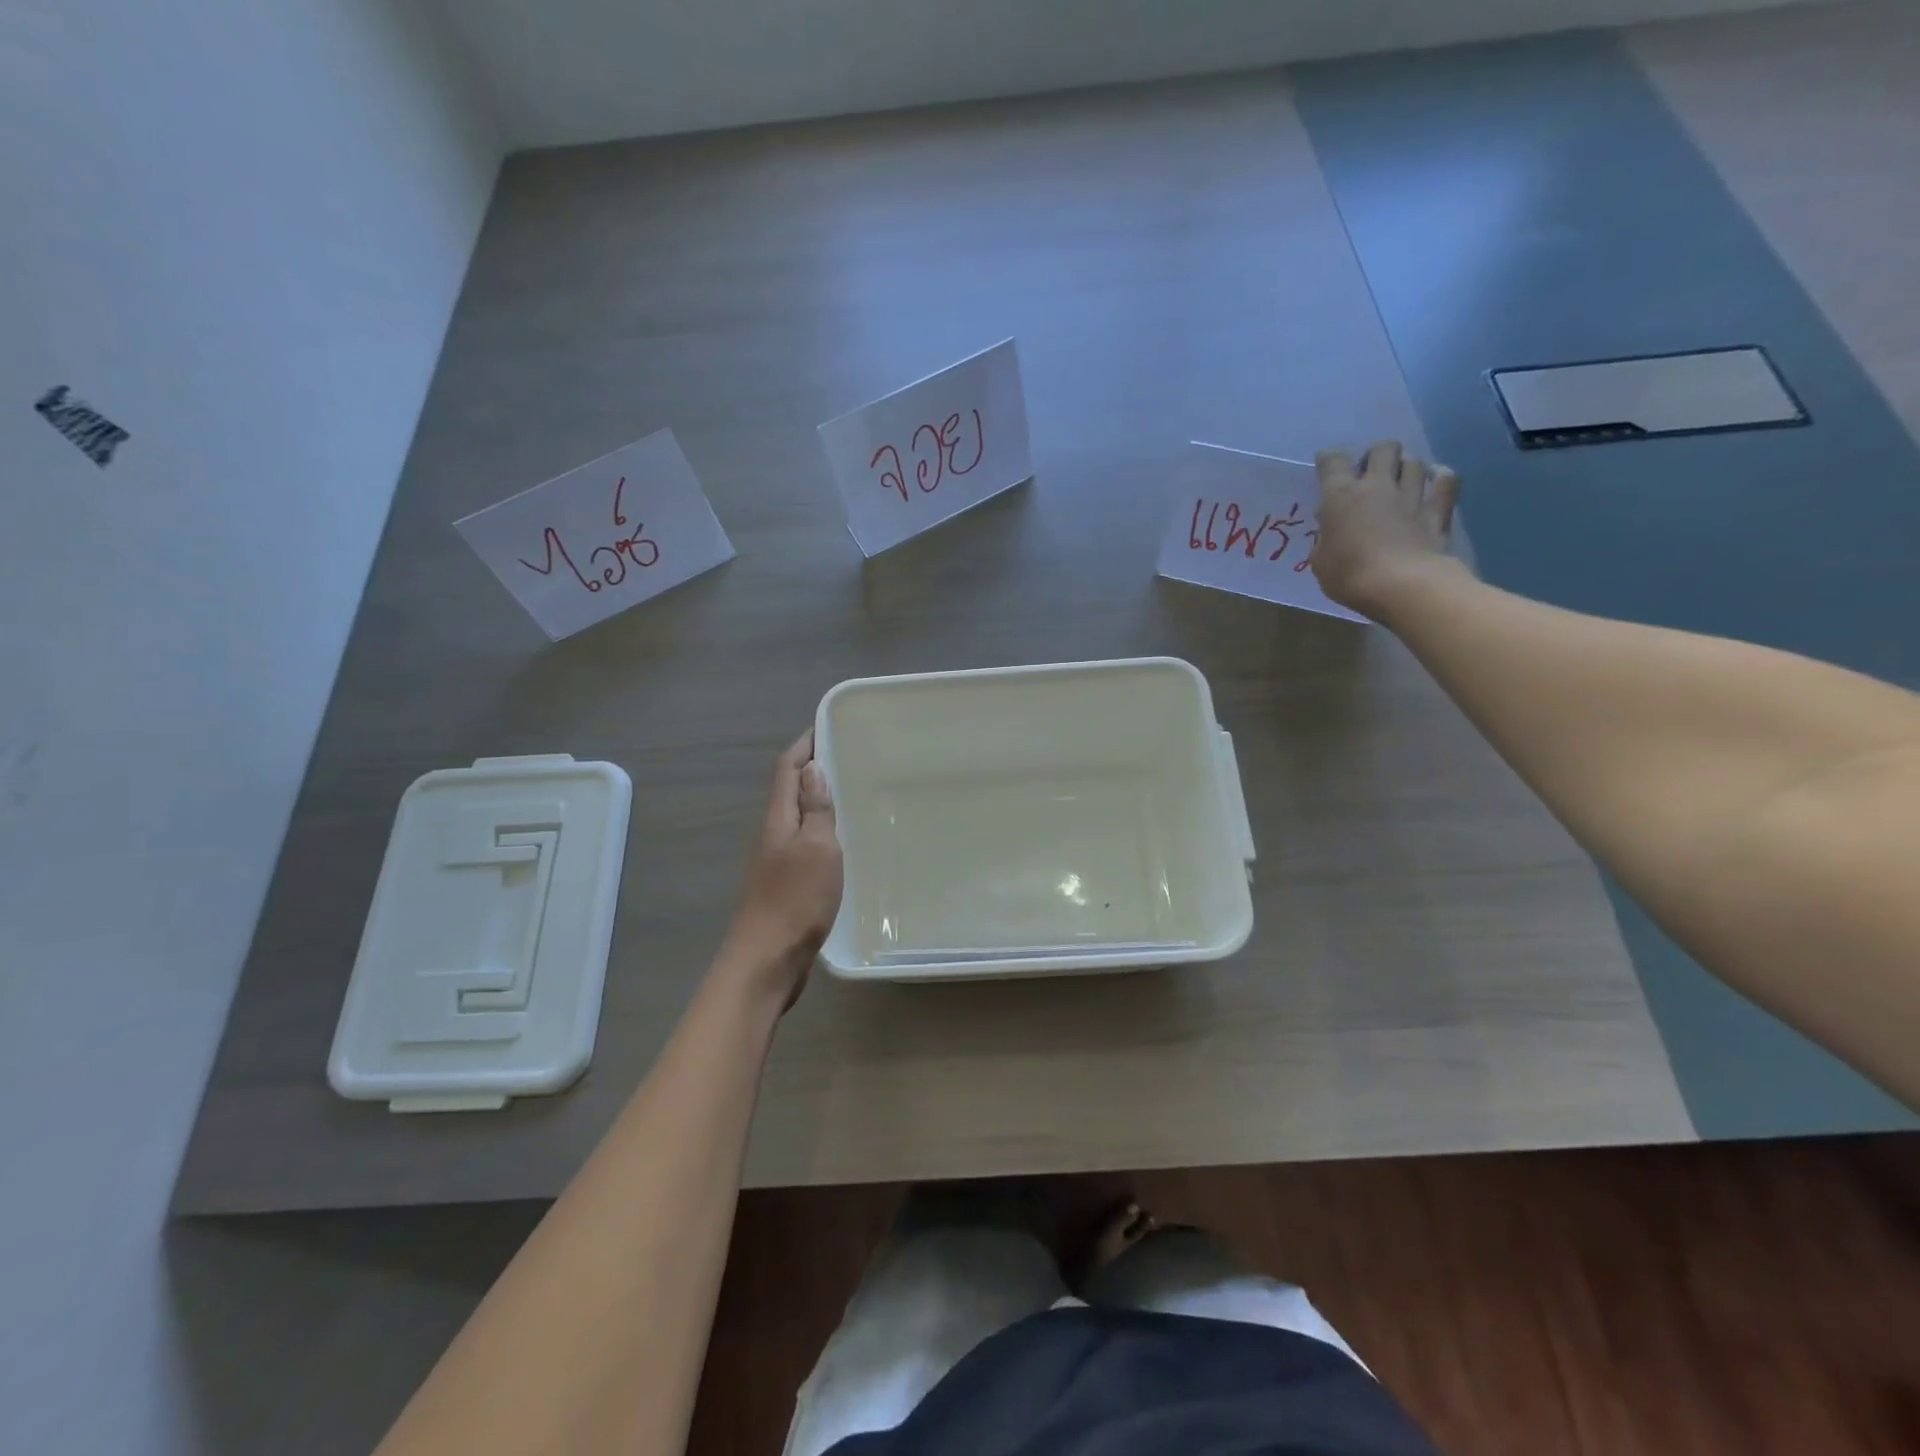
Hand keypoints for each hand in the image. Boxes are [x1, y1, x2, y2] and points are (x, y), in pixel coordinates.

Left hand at [719, 730, 843, 1005]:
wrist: (767, 960)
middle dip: (814, 769)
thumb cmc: (795, 900)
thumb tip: (813, 769)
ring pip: (798, 818)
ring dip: (819, 801)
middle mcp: (773, 834)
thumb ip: (815, 809)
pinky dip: (823, 831)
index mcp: (778, 819)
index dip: (804, 745)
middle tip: (850, 757)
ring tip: (853, 793)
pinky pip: (805, 844)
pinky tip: (844, 842)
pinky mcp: (786, 884)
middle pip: (790, 790)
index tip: (827, 726)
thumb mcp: (816, 848)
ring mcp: (777, 860)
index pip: (787, 769)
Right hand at [1311, 441, 1461, 616]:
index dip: (1328, 460)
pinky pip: (1446, 481)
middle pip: (1383, 449)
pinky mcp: (1438, 510)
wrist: (1402, 586)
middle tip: (1369, 474)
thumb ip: (1325, 538)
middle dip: (1376, 456)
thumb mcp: (1320, 561)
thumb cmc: (1349, 576)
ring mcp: (1411, 495)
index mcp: (1340, 496)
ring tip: (1399, 480)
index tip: (1326, 467)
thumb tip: (1331, 527)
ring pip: (1413, 461)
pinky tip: (1435, 479)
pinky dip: (1440, 477)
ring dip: (1405, 466)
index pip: (1333, 461)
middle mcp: (1376, 486)